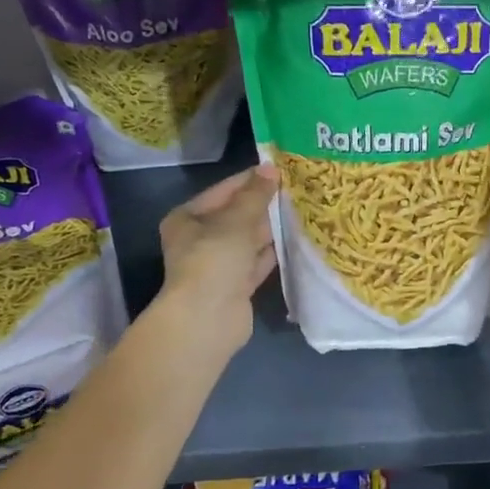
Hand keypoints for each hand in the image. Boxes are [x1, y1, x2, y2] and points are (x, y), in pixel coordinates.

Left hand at [158, 164, 279, 352]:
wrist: (207, 319)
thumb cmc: (214, 260)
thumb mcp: (236, 220)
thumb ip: (255, 195)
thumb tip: (271, 169)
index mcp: (187, 218)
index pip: (224, 191)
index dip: (251, 180)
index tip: (280, 169)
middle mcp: (199, 240)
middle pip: (236, 216)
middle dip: (264, 205)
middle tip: (297, 188)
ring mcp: (217, 265)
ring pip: (248, 240)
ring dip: (271, 228)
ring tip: (302, 210)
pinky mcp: (235, 286)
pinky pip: (256, 262)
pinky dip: (272, 252)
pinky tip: (295, 240)